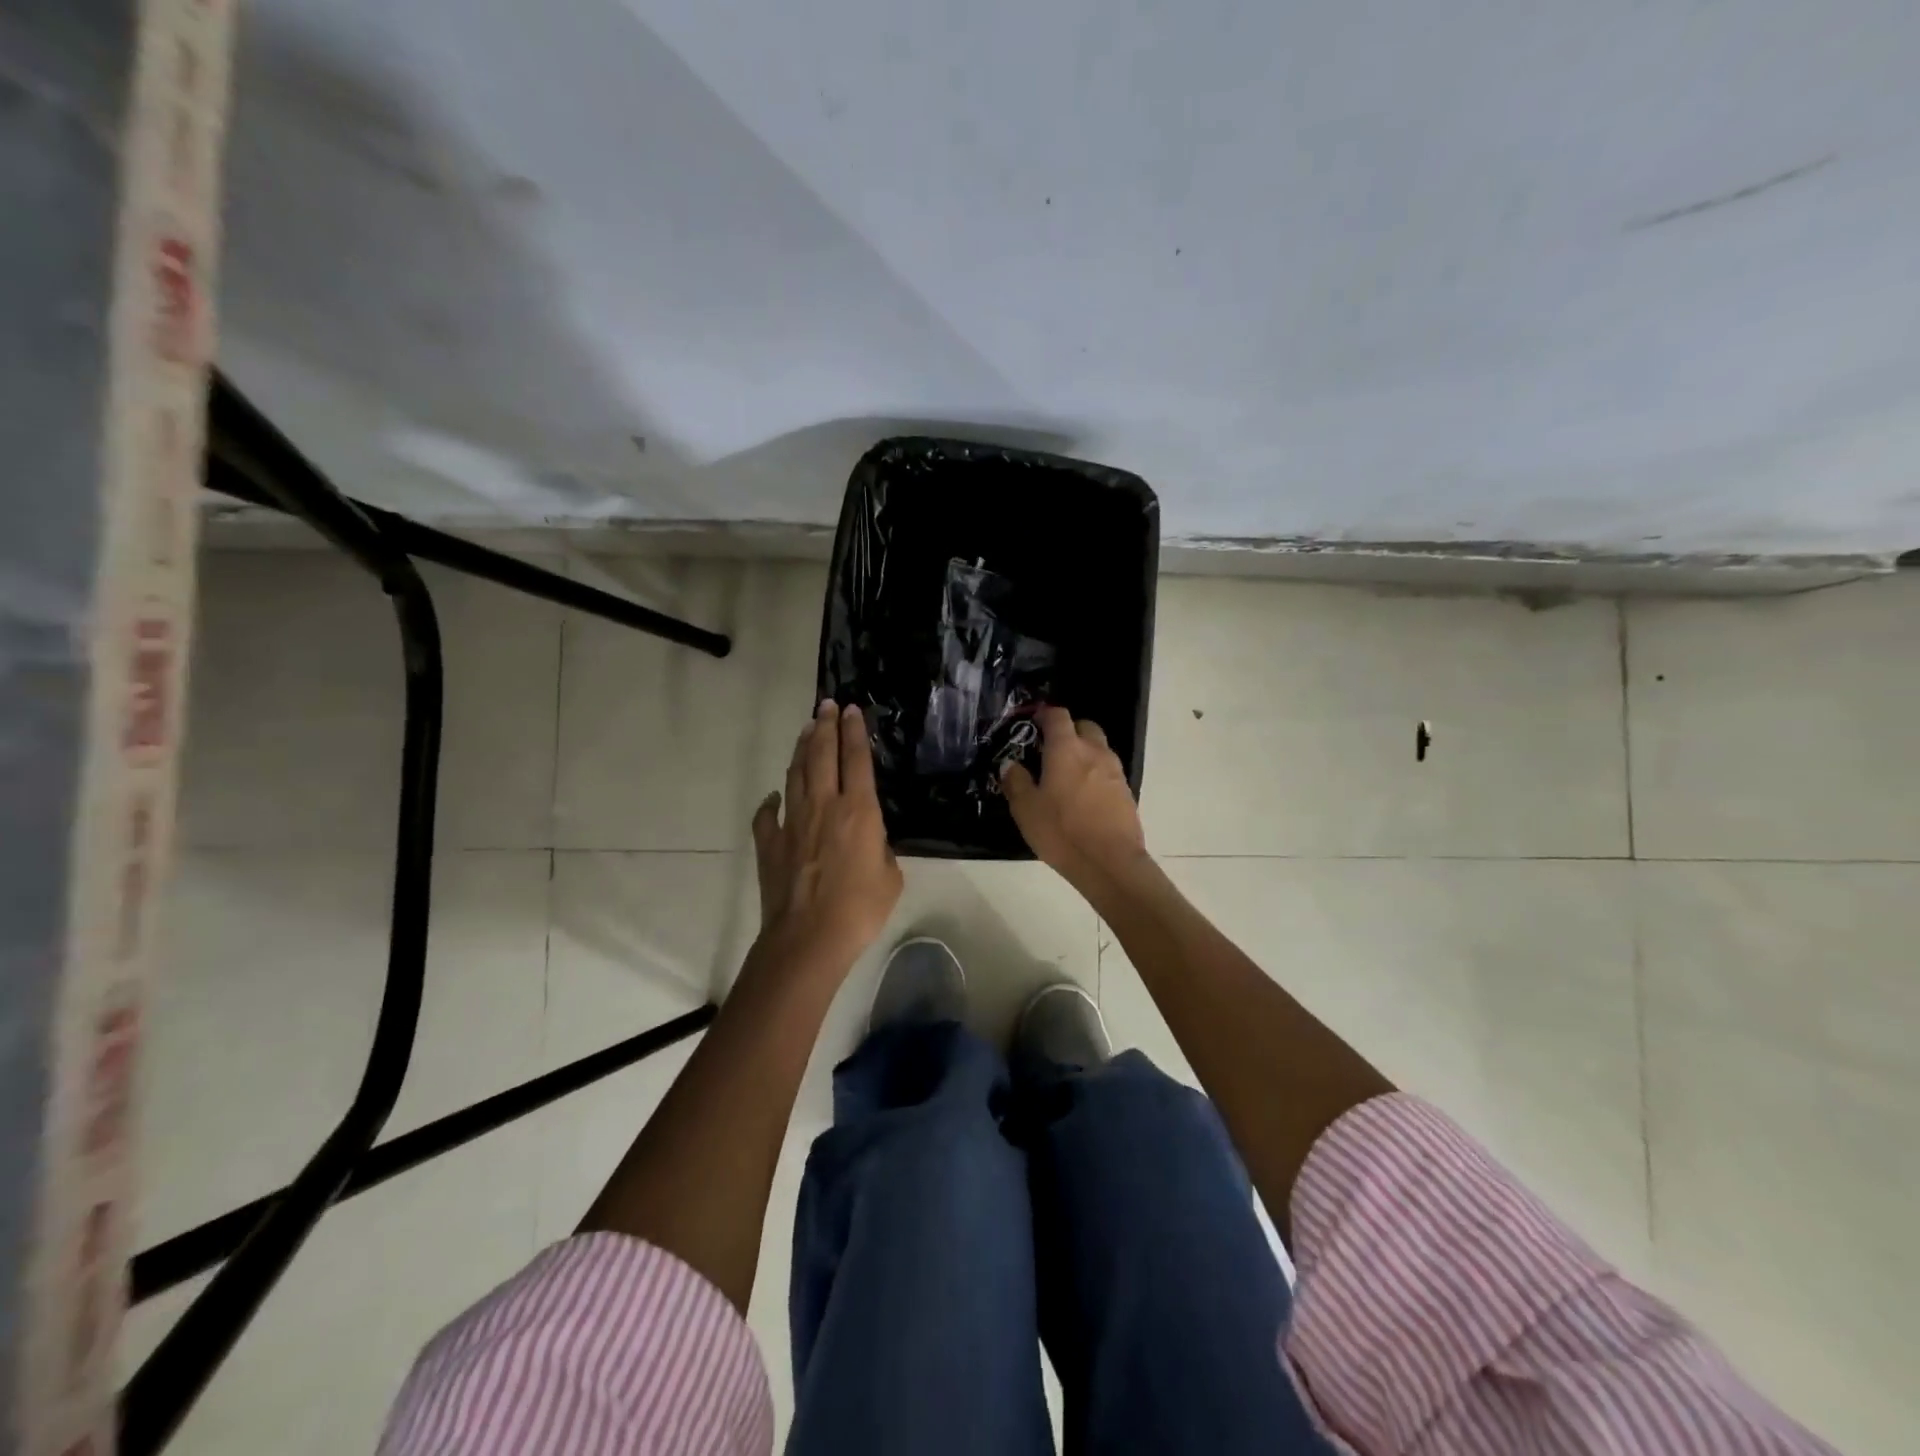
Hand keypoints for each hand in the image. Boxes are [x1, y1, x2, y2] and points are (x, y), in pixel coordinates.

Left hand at [751, 700, 902, 973]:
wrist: (809, 937)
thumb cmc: (859, 908)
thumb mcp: (890, 877)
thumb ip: (882, 850)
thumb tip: (869, 841)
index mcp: (858, 810)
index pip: (857, 759)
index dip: (855, 731)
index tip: (851, 709)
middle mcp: (823, 805)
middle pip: (822, 755)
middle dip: (825, 726)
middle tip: (826, 705)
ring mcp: (792, 822)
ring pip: (795, 774)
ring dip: (801, 749)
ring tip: (806, 730)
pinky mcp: (770, 842)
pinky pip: (767, 814)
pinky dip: (770, 801)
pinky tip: (773, 795)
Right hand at [1001, 707, 1149, 892]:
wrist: (1110, 862)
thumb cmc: (1062, 831)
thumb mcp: (1026, 809)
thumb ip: (1016, 782)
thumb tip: (1011, 764)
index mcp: (1067, 749)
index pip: (1058, 716)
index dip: (1045, 714)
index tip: (1033, 722)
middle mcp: (1094, 752)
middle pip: (1084, 726)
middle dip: (1068, 730)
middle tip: (1050, 749)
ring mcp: (1115, 771)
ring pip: (1099, 748)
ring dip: (1083, 752)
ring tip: (1065, 775)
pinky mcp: (1126, 792)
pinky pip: (1107, 771)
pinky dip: (1094, 774)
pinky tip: (1082, 796)